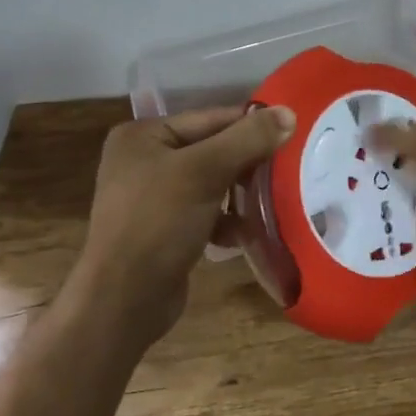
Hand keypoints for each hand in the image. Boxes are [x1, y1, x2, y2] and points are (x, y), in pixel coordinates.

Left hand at [79, 105, 293, 348]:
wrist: (122, 303)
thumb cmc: (158, 223)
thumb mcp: (205, 172)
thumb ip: (248, 139)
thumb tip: (289, 112)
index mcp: (143, 135)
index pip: (211, 118)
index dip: (252, 127)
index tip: (292, 137)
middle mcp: (144, 159)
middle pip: (214, 149)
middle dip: (249, 164)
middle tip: (288, 171)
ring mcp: (152, 196)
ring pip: (213, 181)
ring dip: (242, 193)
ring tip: (273, 201)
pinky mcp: (164, 229)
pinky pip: (206, 211)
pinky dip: (227, 219)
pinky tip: (246, 233)